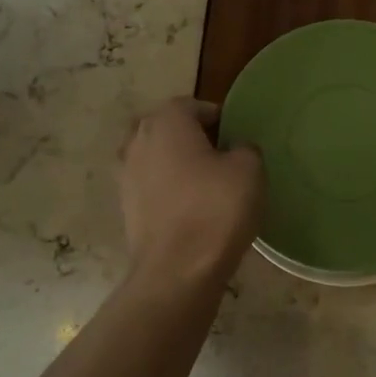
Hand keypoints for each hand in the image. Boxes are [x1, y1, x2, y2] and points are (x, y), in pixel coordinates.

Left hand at [118, 99, 263, 284]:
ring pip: (152, 155)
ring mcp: (126, 176)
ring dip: (173, 160)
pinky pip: (148, 184)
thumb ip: (245, 148)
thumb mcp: (249, 170)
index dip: (213, 115)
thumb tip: (236, 149)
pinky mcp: (126, 207)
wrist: (177, 271)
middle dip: (186, 133)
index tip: (233, 132)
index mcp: (166, 123)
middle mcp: (138, 142)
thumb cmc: (215, 210)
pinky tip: (188, 204)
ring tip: (202, 178)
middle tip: (216, 151)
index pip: (190, 105)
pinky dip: (165, 187)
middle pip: (163, 126)